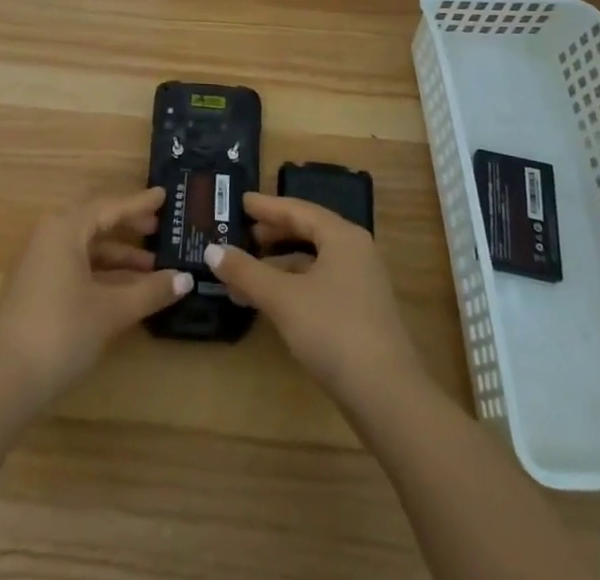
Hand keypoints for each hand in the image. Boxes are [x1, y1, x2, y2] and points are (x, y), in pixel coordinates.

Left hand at [0, 187, 193, 407]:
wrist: (2, 383)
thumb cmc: (61, 332)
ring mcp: (38, 263)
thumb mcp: (111, 311)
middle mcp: (49, 236)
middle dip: (128, 226)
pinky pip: (75, 266)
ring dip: (117, 256)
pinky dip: (101, 273)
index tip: (164, 196)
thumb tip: (186, 279)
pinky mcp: (35, 288)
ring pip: (85, 248)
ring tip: (152, 267)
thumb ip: (150, 291)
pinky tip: (124, 290)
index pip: (110, 206)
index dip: (139, 203)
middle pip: (96, 222)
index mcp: (65, 228)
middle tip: (159, 228)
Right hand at [205, 193, 423, 405]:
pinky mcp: (360, 315)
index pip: (299, 209)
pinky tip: (270, 303)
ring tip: (243, 275)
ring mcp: (361, 285)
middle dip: (272, 235)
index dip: (267, 206)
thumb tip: (212, 250)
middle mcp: (355, 252)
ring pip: (312, 263)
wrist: (387, 398)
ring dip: (278, 267)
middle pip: (308, 233)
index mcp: (342, 236)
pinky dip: (292, 287)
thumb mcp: (283, 298)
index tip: (241, 201)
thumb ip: (246, 272)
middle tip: (241, 234)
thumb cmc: (333, 331)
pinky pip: (319, 286)